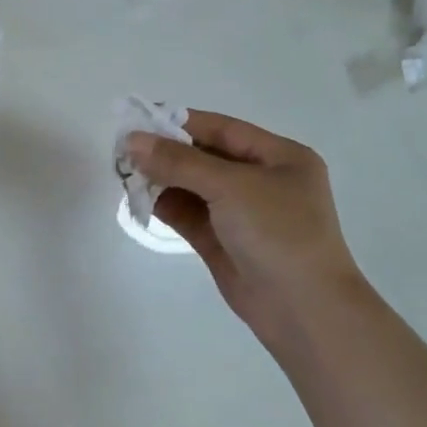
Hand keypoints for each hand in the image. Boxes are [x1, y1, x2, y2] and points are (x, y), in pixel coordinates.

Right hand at [125, 110, 364, 336]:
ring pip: (192, 186)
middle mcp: (260, 181)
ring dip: (161, 180)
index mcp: (279, 157)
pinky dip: (164, 205)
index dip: (180, 122)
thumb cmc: (278, 233)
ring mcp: (240, 213)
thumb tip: (132, 141)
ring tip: (125, 175)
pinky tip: (139, 199)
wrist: (302, 308)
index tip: (138, 118)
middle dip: (166, 153)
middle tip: (124, 150)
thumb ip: (179, 162)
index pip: (221, 129)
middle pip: (204, 157)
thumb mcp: (231, 187)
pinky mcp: (221, 240)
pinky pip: (188, 213)